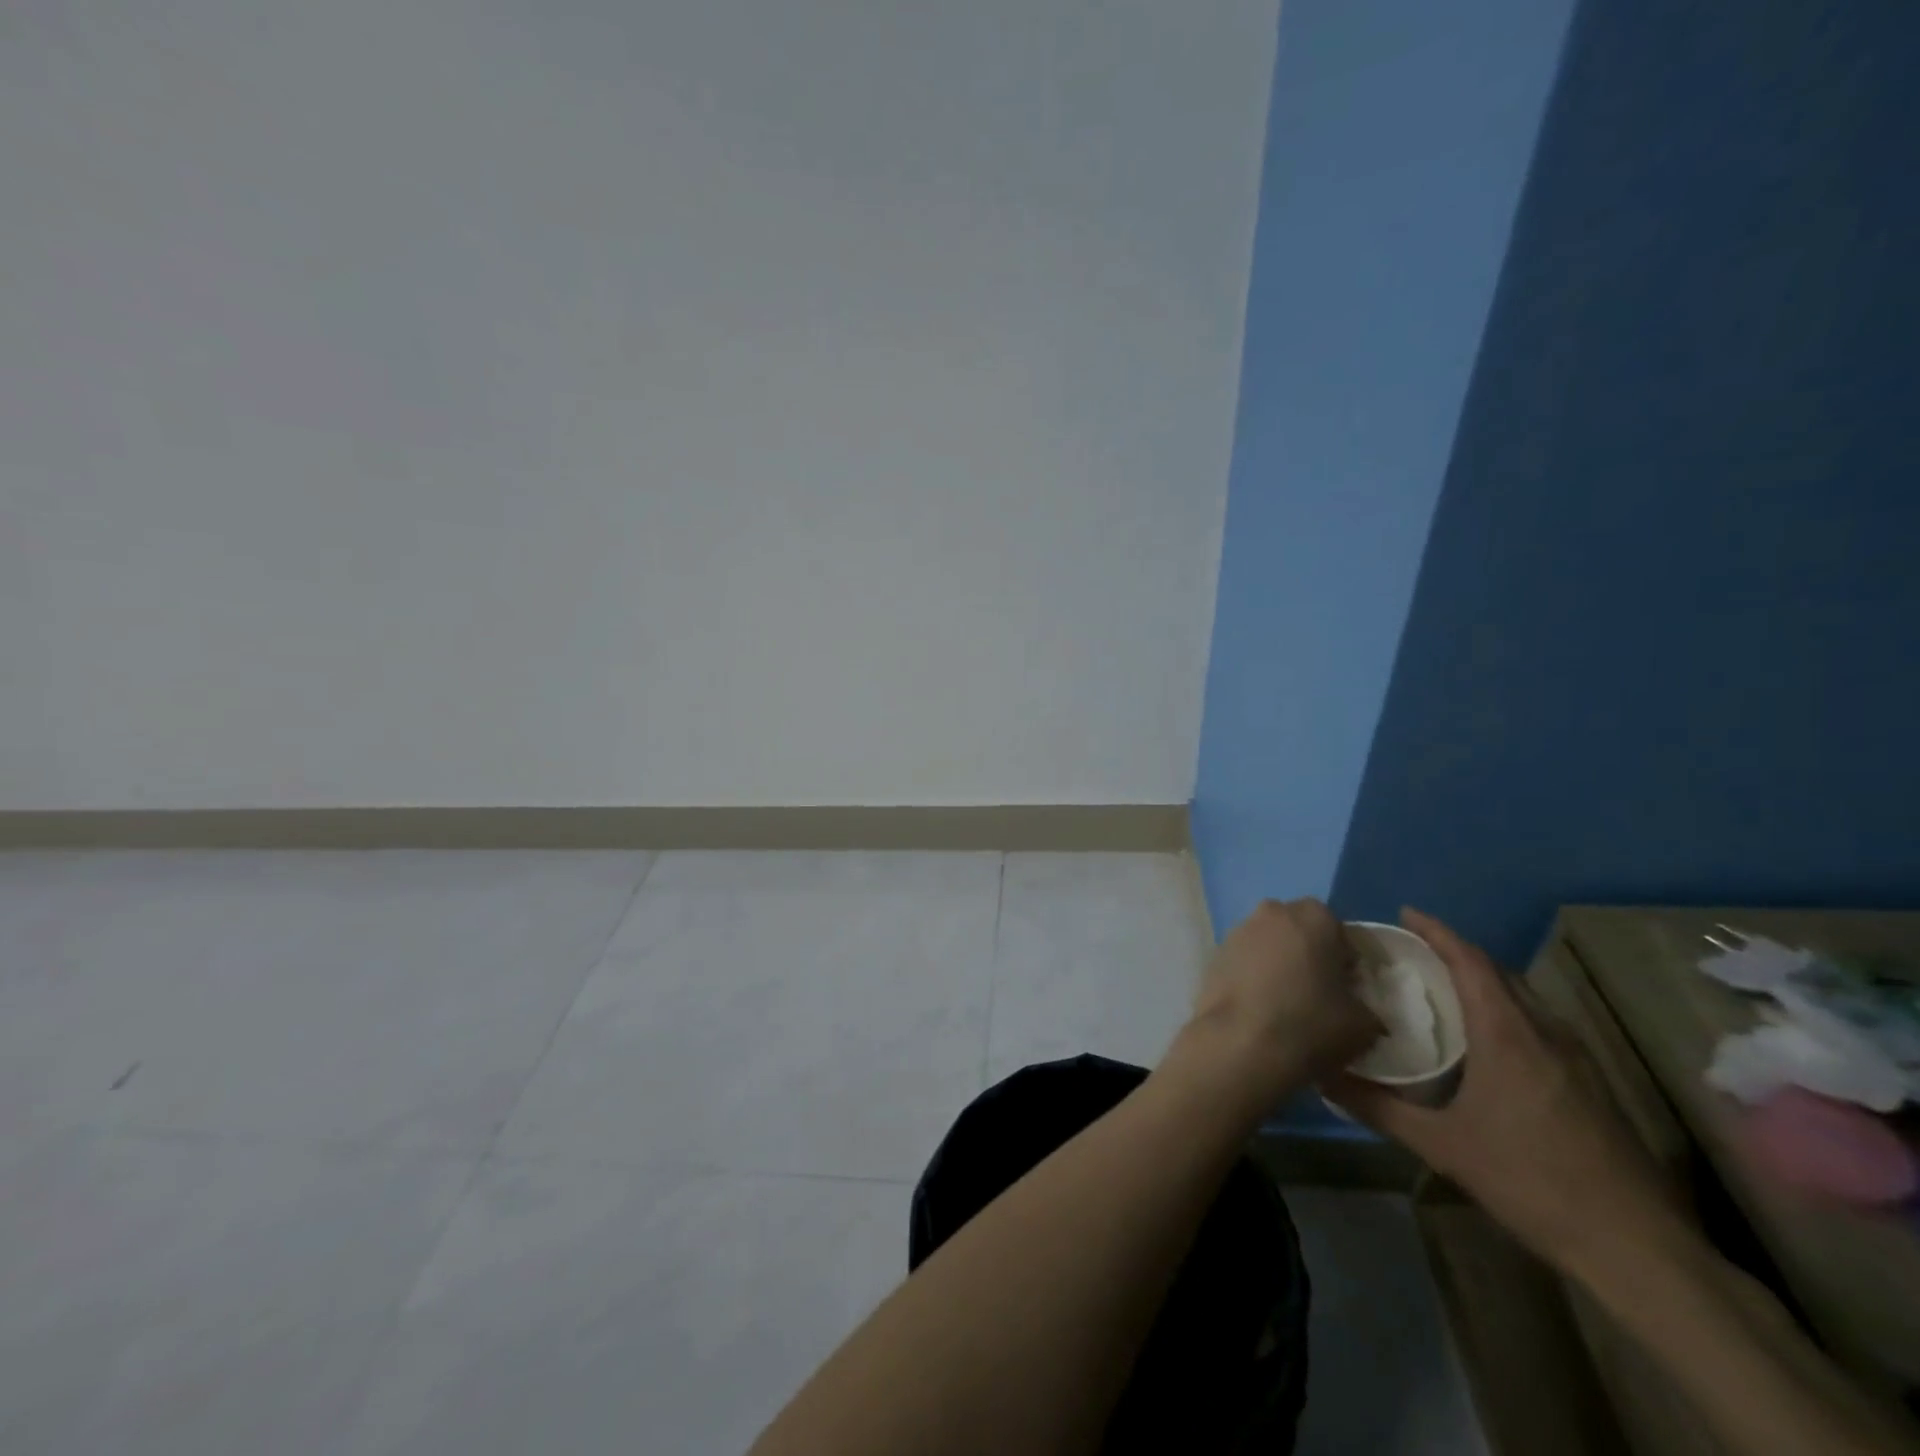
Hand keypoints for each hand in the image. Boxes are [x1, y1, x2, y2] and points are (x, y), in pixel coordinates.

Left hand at [1164, 899, 1381, 1111]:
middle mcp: (1272, 912)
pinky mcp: (1214, 954)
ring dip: (1280, 963)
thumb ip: (1366, 1005)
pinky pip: (1245, 961)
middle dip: (1311, 955)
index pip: (1341, 933)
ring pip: (1270, 944)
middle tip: (1320, 993)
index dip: (1349, 962)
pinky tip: (1260, 1007)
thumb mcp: (1364, 1024)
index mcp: (1314, 917)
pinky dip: (1254, 976)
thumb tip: (1358, 1008)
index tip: (1351, 990)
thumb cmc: (1309, 1025)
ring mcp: (1238, 931)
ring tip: (1288, 1003)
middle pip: (1301, 931)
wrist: (1239, 1044)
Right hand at [1325, 909, 1684, 1281]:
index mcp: (1507, 1034)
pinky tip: (1486, 1040)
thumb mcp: (1441, 1146)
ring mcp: (1576, 1057)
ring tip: (1442, 988)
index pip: (1470, 961)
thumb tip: (1321, 1075)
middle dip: (1456, 952)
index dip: (1437, 932)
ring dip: (1483, 981)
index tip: (1405, 913)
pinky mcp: (1591, 1082)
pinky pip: (1539, 1023)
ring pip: (1523, 997)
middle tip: (1412, 952)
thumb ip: (1378, 1107)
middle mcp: (1544, 1032)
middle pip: (1498, 972)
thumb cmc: (1529, 1181)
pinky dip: (1505, 1010)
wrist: (1634, 1246)